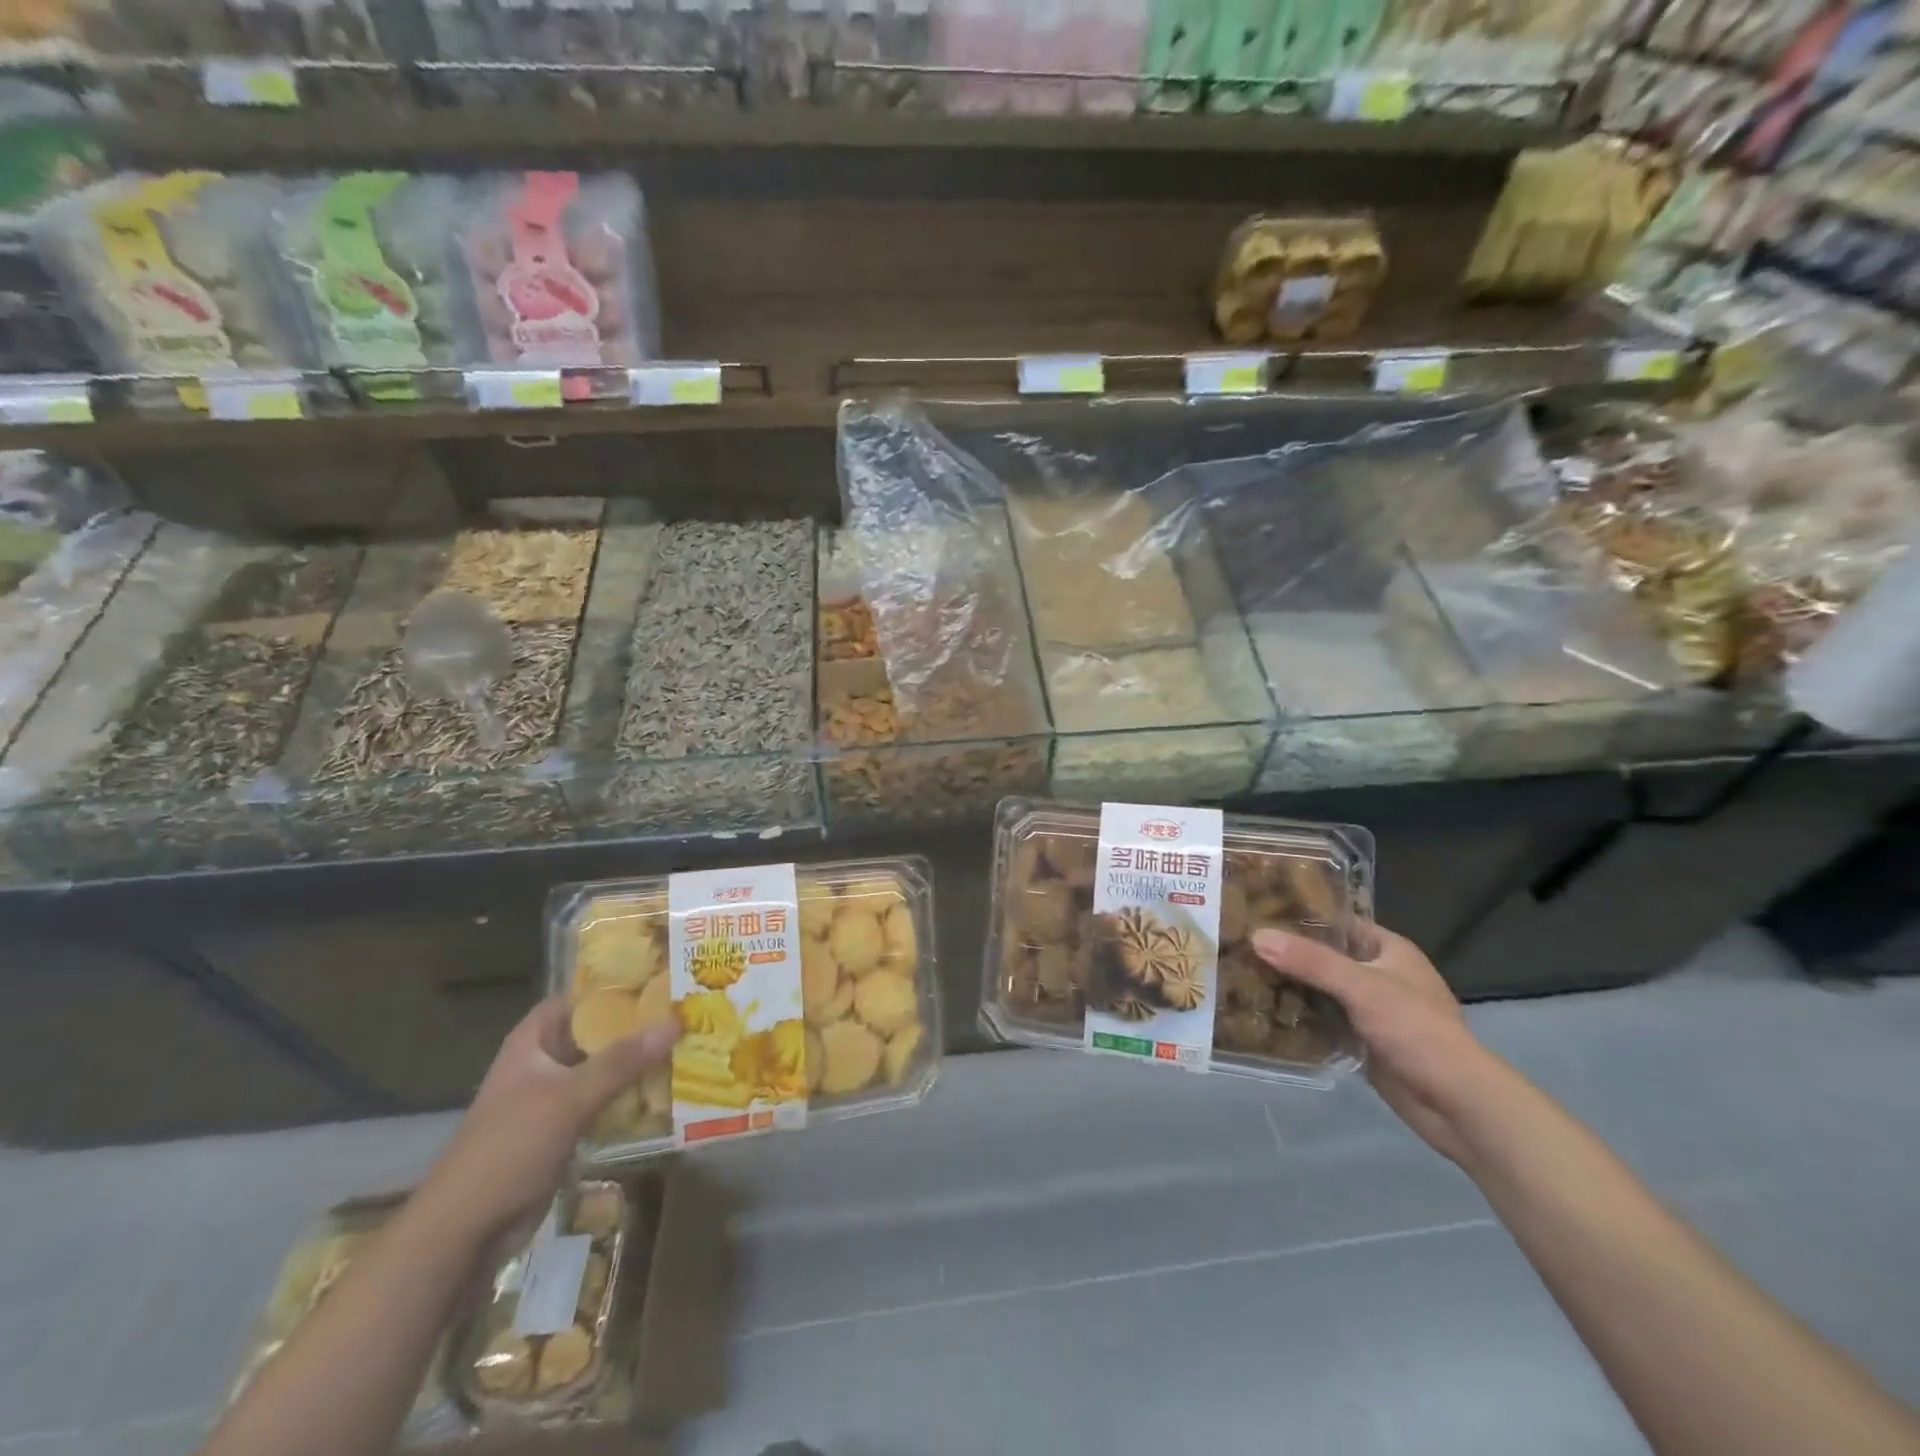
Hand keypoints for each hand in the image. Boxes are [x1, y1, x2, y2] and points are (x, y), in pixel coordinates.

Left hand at [417, 997, 677, 1241]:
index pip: (578, 997)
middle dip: (637, 1026)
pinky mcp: (564, 1130)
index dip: (615, 986)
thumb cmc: (510, 1147)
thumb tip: (675, 1022)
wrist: (465, 1231)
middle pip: (597, 1033)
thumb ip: (622, 1060)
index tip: (661, 980)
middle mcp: (544, 1061)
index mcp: (533, 1040)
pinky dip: (630, 1096)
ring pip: (603, 1068)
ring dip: (637, 1063)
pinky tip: (667, 1092)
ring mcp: (553, 1097)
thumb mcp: (569, 1097)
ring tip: (688, 1046)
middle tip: (686, 1013)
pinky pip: (604, 1101)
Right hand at [1252, 926, 1506, 1166]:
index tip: (1257, 912)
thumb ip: (1310, 961)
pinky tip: (1261, 1012)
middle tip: (1239, 944)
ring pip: (1319, 990)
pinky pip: (1321, 1020)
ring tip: (1240, 974)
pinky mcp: (1359, 1040)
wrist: (1456, 1104)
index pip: (1336, 921)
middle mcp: (1377, 974)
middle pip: (1323, 956)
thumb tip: (1257, 935)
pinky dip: (1297, 1017)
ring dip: (1288, 987)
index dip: (1299, 915)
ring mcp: (1368, 1009)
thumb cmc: (1417, 1030)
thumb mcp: (1362, 987)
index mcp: (1387, 949)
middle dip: (1286, 954)